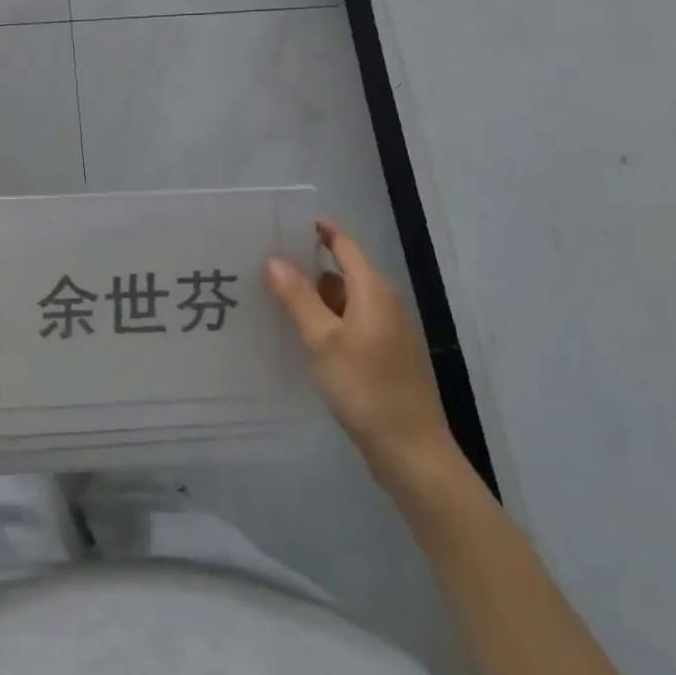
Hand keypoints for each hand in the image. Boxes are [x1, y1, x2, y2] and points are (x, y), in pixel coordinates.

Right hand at [265, 219, 458, 488]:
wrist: (411, 452)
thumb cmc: (366, 389)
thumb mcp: (323, 341)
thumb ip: (298, 298)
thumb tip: (274, 260)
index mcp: (374, 292)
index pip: (345, 246)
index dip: (320, 231)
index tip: (285, 222)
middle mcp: (384, 304)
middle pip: (343, 272)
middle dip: (307, 266)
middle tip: (264, 263)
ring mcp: (387, 333)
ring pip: (345, 301)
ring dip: (314, 297)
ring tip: (273, 297)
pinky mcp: (383, 357)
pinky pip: (349, 325)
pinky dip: (325, 322)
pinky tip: (300, 336)